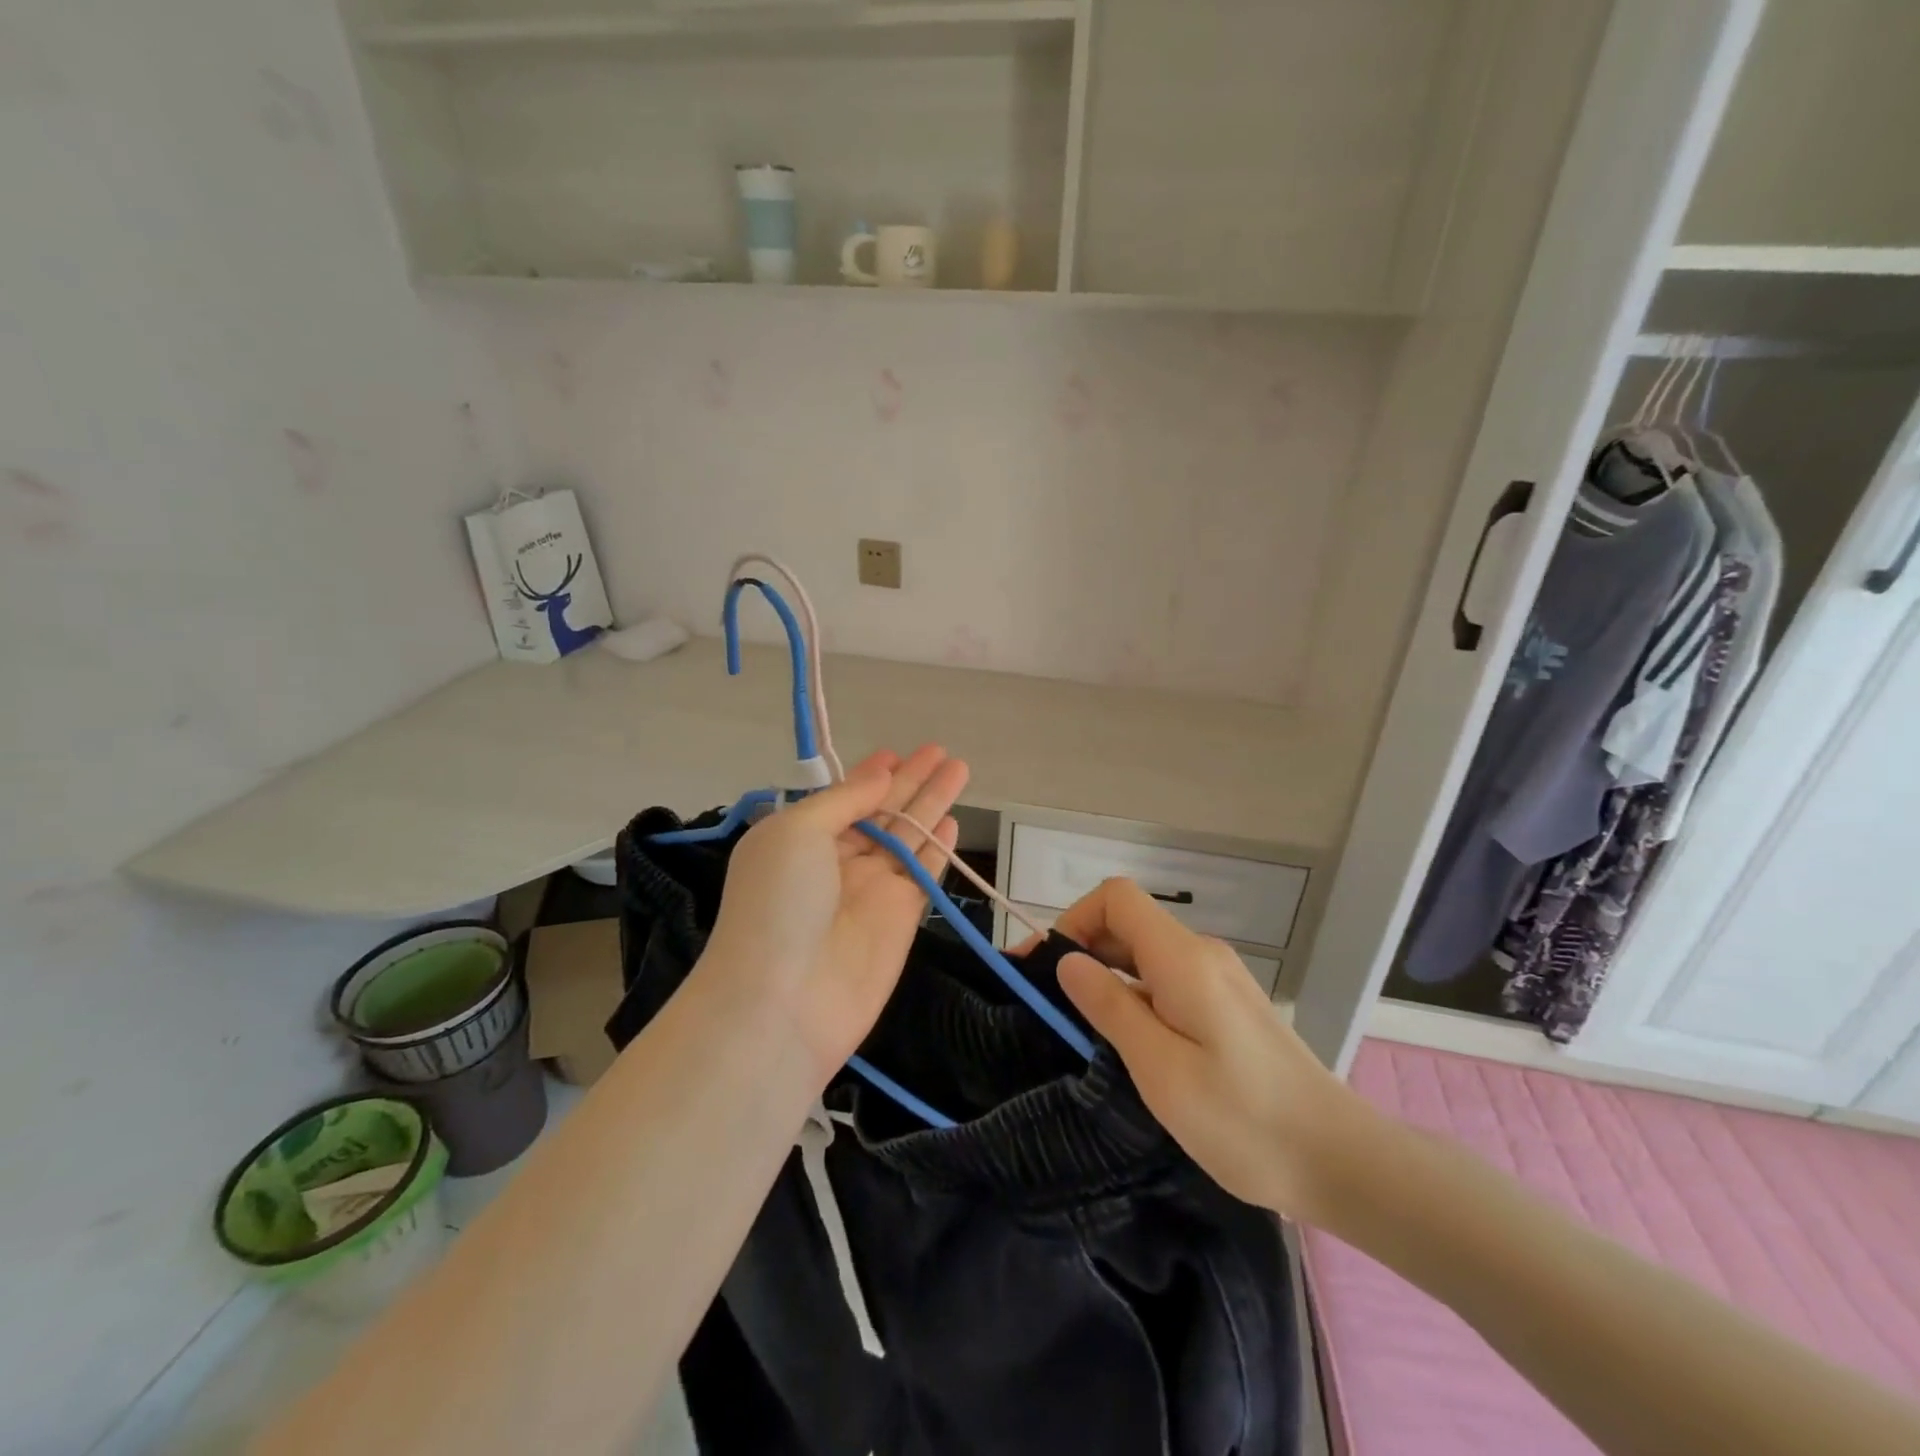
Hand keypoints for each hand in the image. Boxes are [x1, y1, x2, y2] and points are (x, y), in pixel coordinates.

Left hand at [701, 745, 967, 1085]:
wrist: (783, 1002)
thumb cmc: (778, 904)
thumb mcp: (797, 832)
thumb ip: (844, 800)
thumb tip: (880, 774)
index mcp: (800, 838)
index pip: (844, 798)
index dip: (871, 775)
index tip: (897, 752)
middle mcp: (836, 861)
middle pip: (882, 811)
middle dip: (911, 780)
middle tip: (941, 750)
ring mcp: (870, 890)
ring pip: (909, 836)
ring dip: (932, 803)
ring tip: (959, 770)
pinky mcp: (901, 918)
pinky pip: (924, 872)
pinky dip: (938, 848)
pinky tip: (954, 822)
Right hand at [1046, 878, 1372, 1219]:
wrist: (1340, 1162)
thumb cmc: (1244, 1121)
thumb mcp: (1160, 1069)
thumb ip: (1110, 1007)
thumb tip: (1068, 961)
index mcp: (1183, 958)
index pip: (1116, 898)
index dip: (1073, 920)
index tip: (1045, 968)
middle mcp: (1201, 954)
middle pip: (1128, 922)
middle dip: (1081, 949)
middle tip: (1047, 1002)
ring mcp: (1218, 978)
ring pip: (1145, 953)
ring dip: (1106, 975)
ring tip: (1079, 1026)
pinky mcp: (1226, 1005)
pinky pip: (1166, 979)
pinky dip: (1133, 994)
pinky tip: (1126, 1040)